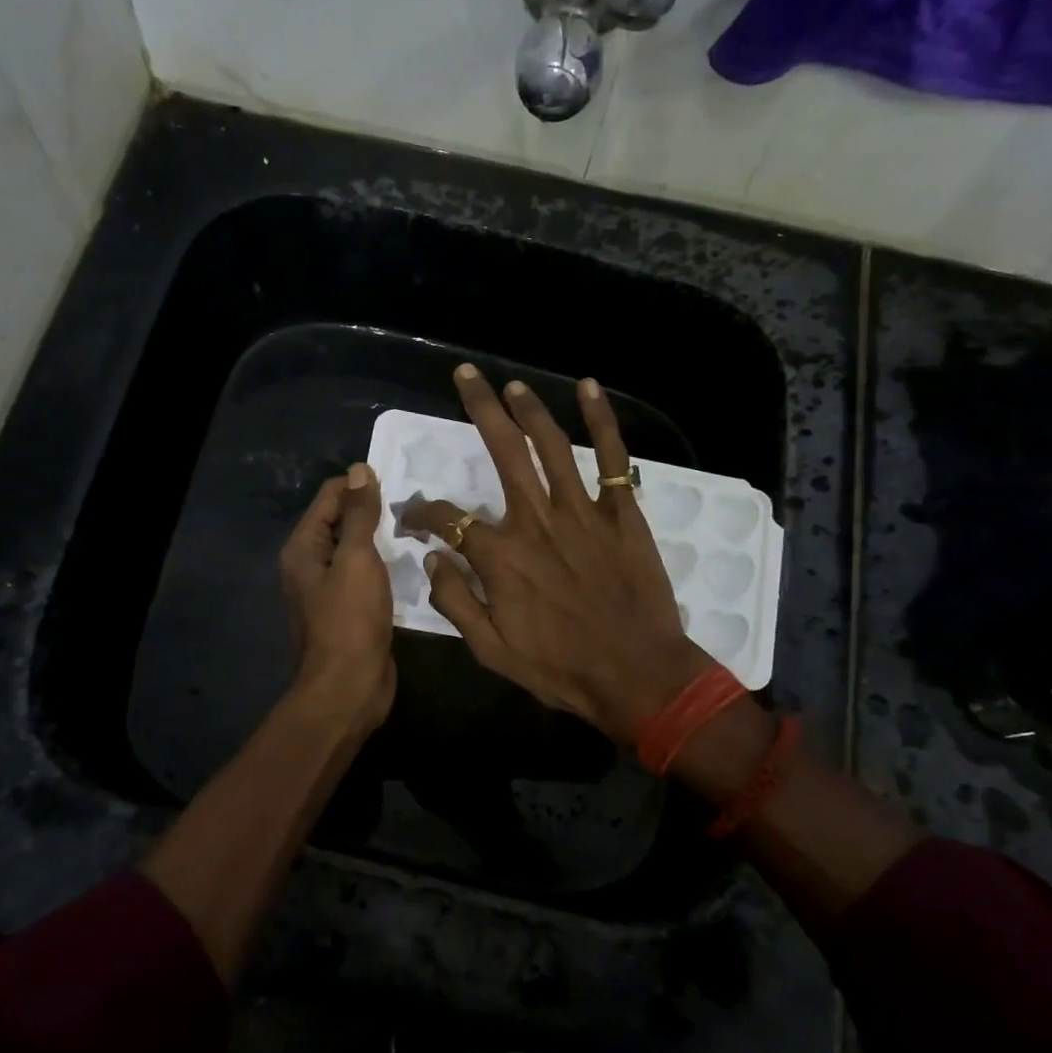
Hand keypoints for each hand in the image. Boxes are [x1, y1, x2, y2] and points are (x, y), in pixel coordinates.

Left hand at [280, 463, 395, 737]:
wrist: (349, 687)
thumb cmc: (350, 620)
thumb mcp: (357, 559)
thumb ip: (359, 514)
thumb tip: (359, 469)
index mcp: (303, 547)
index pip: (330, 496)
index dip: (361, 486)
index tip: (400, 483)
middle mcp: (311, 564)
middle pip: (343, 521)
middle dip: (374, 511)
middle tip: (415, 504)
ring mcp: (331, 589)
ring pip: (358, 550)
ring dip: (383, 539)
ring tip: (419, 527)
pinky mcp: (351, 609)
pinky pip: (368, 575)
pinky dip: (386, 566)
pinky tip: (413, 561)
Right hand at [401, 366, 711, 744]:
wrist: (637, 676)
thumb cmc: (561, 669)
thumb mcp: (491, 650)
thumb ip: (456, 601)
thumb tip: (433, 559)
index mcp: (502, 557)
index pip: (449, 519)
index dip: (423, 513)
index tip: (413, 517)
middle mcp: (538, 521)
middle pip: (504, 451)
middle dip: (481, 408)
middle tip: (467, 376)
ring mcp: (584, 513)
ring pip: (553, 447)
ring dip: (531, 410)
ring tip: (513, 385)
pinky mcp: (622, 514)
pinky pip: (614, 459)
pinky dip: (603, 421)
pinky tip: (590, 389)